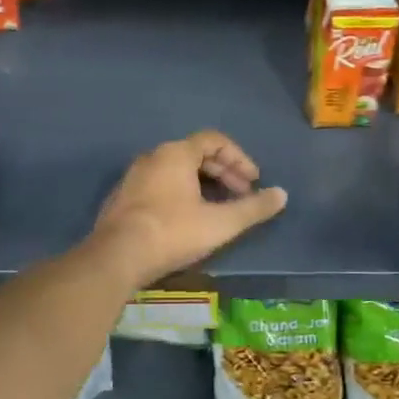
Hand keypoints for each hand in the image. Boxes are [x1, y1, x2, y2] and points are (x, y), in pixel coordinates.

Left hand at [94, 131, 287, 286]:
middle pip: (195, 154)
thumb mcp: (220, 223)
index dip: (239, 158)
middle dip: (223, 172)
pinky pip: (159, 185)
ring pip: (176, 170)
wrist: (115, 258)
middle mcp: (153, 157)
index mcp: (176, 154)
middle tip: (241, 195)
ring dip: (202, 183)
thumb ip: (253, 208)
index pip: (214, 140)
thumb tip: (282, 194)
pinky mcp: (122, 199)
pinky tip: (187, 219)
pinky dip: (180, 193)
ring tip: (218, 207)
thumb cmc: (172, 233)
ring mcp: (133, 177)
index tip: (253, 181)